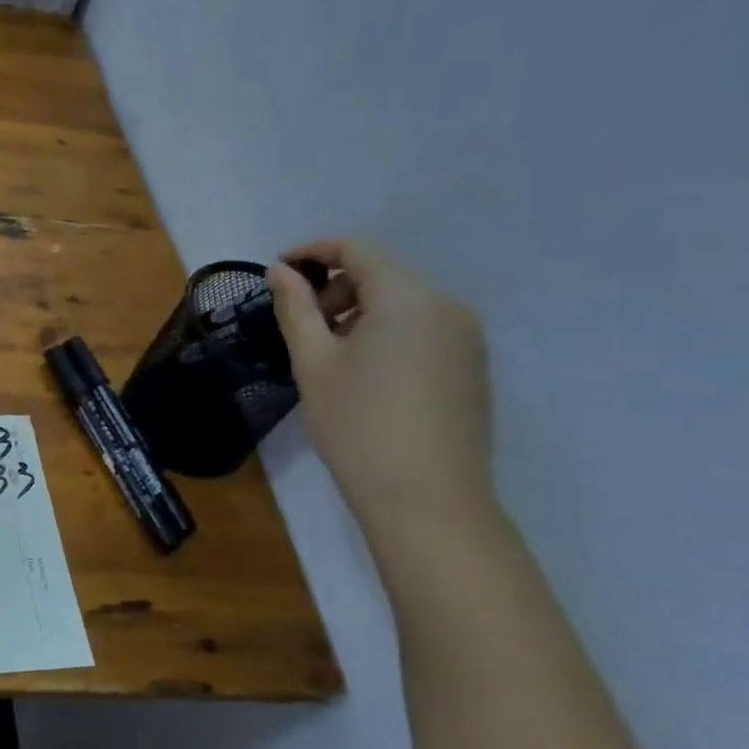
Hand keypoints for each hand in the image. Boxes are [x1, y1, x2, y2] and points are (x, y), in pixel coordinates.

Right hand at [267, 240, 494, 532]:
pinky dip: (386, 331)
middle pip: (382, 273)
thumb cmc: (357, 424)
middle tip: (301, 325)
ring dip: (359, 311)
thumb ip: (295, 307)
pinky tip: (364, 372)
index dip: (312, 251)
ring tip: (328, 353)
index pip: (357, 250)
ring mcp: (466, 337)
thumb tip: (280, 271)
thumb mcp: (313, 362)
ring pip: (403, 301)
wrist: (427, 499)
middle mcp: (446, 306)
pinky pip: (422, 327)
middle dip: (334, 286)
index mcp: (407, 298)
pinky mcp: (472, 366)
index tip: (277, 272)